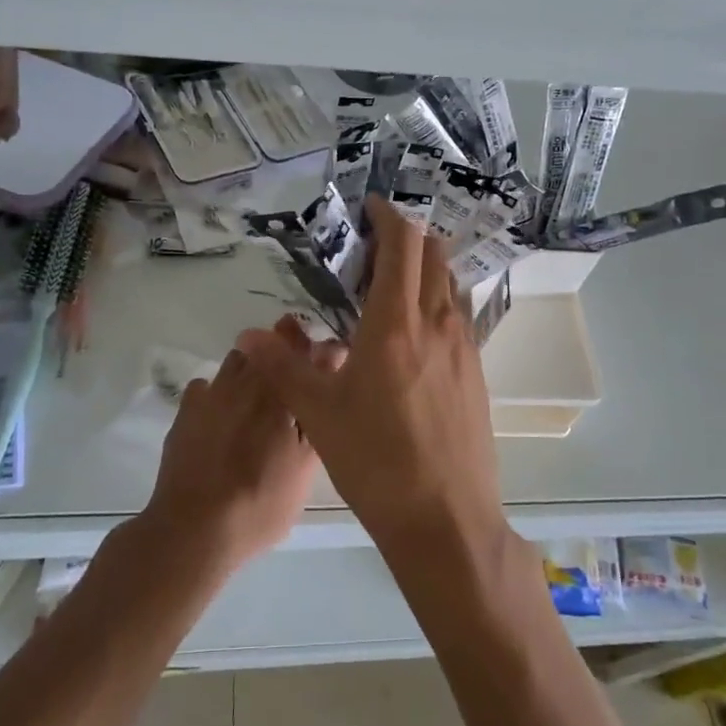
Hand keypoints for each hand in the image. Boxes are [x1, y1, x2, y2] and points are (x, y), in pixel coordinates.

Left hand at [140, 320, 326, 570]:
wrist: (193, 529)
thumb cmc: (260, 501)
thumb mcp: (305, 467)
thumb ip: (316, 414)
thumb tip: (327, 380)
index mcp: (278, 389)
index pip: (298, 345)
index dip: (310, 349)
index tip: (320, 364)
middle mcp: (244, 380)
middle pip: (266, 348)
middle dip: (282, 357)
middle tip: (290, 394)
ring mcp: (210, 393)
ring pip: (237, 363)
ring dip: (251, 371)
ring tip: (257, 407)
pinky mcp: (185, 411)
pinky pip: (207, 387)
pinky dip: (219, 394)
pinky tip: (222, 420)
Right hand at [238, 197, 504, 554]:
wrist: (446, 518)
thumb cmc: (376, 461)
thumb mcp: (319, 414)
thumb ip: (283, 367)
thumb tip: (247, 334)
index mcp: (396, 324)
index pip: (403, 246)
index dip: (389, 217)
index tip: (370, 207)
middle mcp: (437, 323)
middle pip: (434, 255)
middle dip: (407, 238)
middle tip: (374, 247)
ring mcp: (464, 347)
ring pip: (450, 284)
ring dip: (426, 268)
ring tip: (393, 283)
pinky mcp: (477, 372)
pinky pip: (458, 315)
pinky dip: (438, 301)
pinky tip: (416, 331)